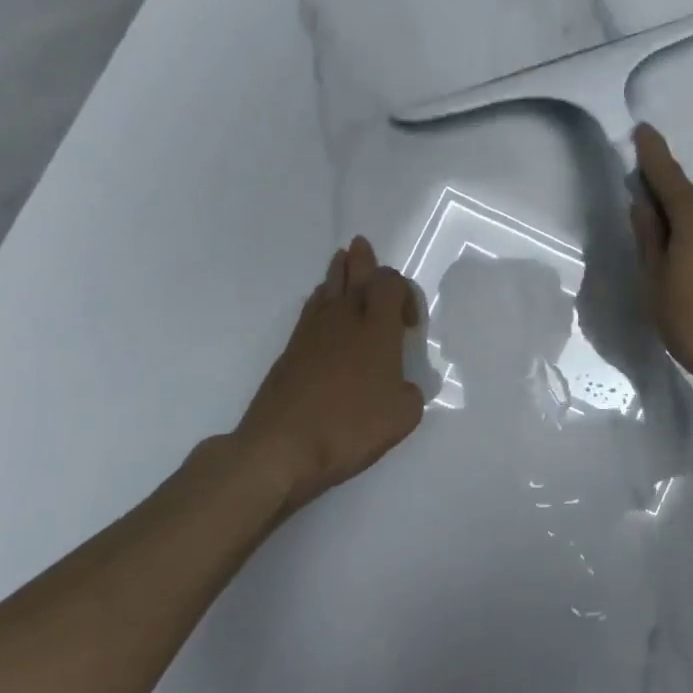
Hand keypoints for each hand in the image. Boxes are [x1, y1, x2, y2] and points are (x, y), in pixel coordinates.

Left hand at [204, 237, 426, 521]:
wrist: (281, 447)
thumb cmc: (350, 426)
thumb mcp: (403, 416)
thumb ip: (410, 393)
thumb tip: (401, 387)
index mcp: (377, 328)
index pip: (391, 284)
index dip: (405, 292)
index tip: (411, 326)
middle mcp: (344, 320)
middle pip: (354, 275)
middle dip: (362, 260)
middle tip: (361, 245)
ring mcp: (312, 333)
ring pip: (327, 289)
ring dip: (338, 274)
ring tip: (342, 261)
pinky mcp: (290, 351)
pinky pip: (310, 311)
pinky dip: (321, 301)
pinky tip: (322, 307)